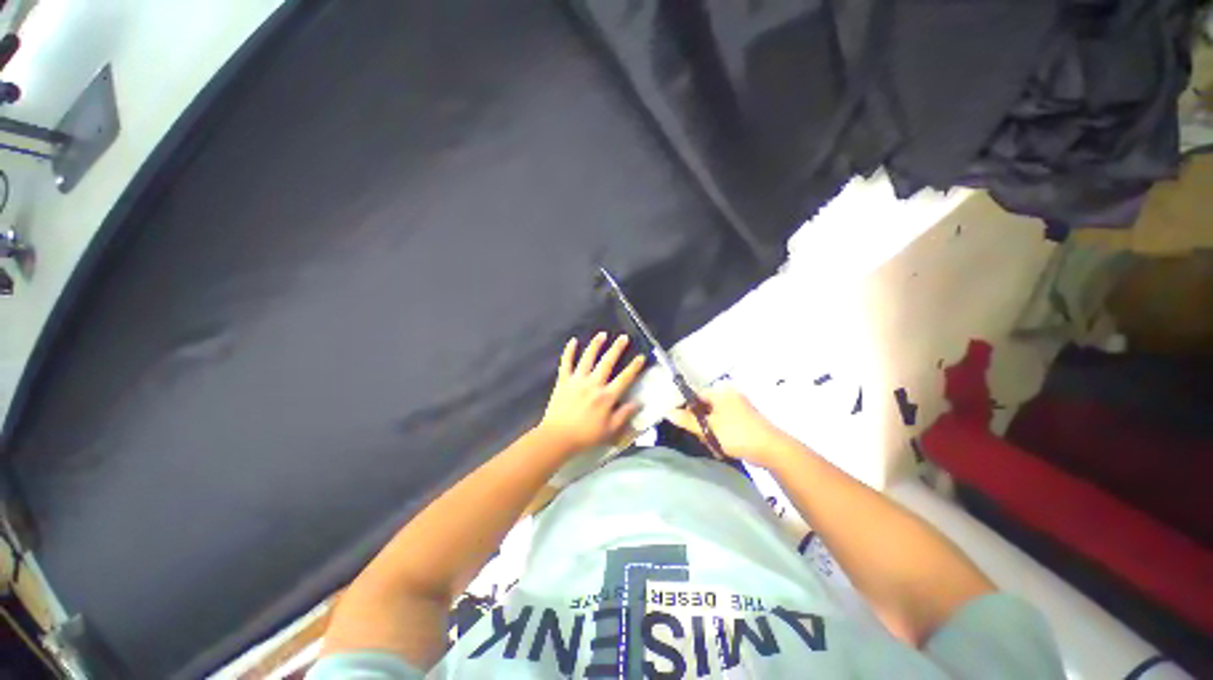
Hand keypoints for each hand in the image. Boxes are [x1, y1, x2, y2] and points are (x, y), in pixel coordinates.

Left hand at [536, 333, 645, 454]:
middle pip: (607, 362)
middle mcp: (593, 384)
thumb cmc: (585, 435)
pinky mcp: (563, 381)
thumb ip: (624, 414)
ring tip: (602, 334)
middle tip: (623, 337)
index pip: (624, 378)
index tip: (641, 356)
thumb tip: (638, 402)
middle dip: (617, 348)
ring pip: (588, 358)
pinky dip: (569, 351)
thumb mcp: (610, 430)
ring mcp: (577, 380)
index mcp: (606, 396)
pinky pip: (566, 363)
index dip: (634, 367)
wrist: (557, 437)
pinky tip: (573, 341)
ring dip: (595, 345)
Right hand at [668, 388, 793, 468]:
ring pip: (715, 418)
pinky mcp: (746, 421)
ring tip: (713, 445)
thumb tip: (668, 412)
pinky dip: (721, 434)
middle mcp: (730, 396)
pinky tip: (722, 447)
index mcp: (721, 393)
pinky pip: (726, 424)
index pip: (696, 394)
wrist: (772, 449)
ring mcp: (740, 408)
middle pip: (705, 407)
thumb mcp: (708, 428)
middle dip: (700, 423)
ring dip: (710, 432)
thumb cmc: (737, 434)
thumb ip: (687, 420)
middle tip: (701, 437)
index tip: (682, 422)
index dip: (687, 407)